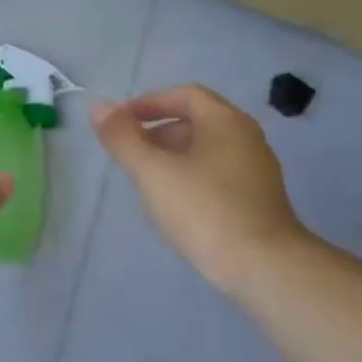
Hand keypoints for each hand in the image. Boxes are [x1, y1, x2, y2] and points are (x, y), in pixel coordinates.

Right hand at [92, 85, 312, 296]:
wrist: (263, 266)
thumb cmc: (203, 209)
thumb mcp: (152, 171)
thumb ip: (122, 138)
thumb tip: (98, 106)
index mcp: (225, 122)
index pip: (184, 95)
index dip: (148, 103)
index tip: (118, 122)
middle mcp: (246, 138)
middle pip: (195, 121)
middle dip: (157, 131)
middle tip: (127, 153)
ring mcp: (256, 170)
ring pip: (205, 150)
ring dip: (171, 156)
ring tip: (144, 180)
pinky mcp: (257, 199)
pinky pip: (216, 174)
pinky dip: (189, 177)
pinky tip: (173, 204)